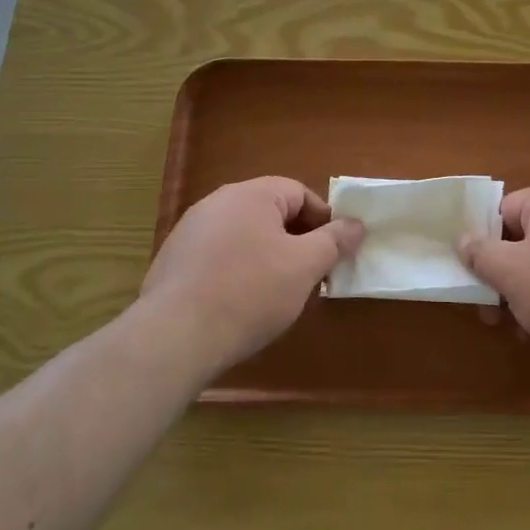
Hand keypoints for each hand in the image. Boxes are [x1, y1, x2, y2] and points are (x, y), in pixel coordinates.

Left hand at [139, 177, 363, 372]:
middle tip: (311, 274)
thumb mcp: (305, 266)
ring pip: (244, 236)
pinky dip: (237, 272)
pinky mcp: (173, 262)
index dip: (323, 220)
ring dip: (267, 257)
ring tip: (278, 293)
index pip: (299, 193)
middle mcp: (216, 203)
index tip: (334, 252)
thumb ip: (335, 241)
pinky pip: (218, 257)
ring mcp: (189, 232)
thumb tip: (356, 225)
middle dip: (296, 240)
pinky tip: (241, 304)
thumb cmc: (250, 292)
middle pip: (270, 213)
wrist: (175, 336)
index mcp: (250, 195)